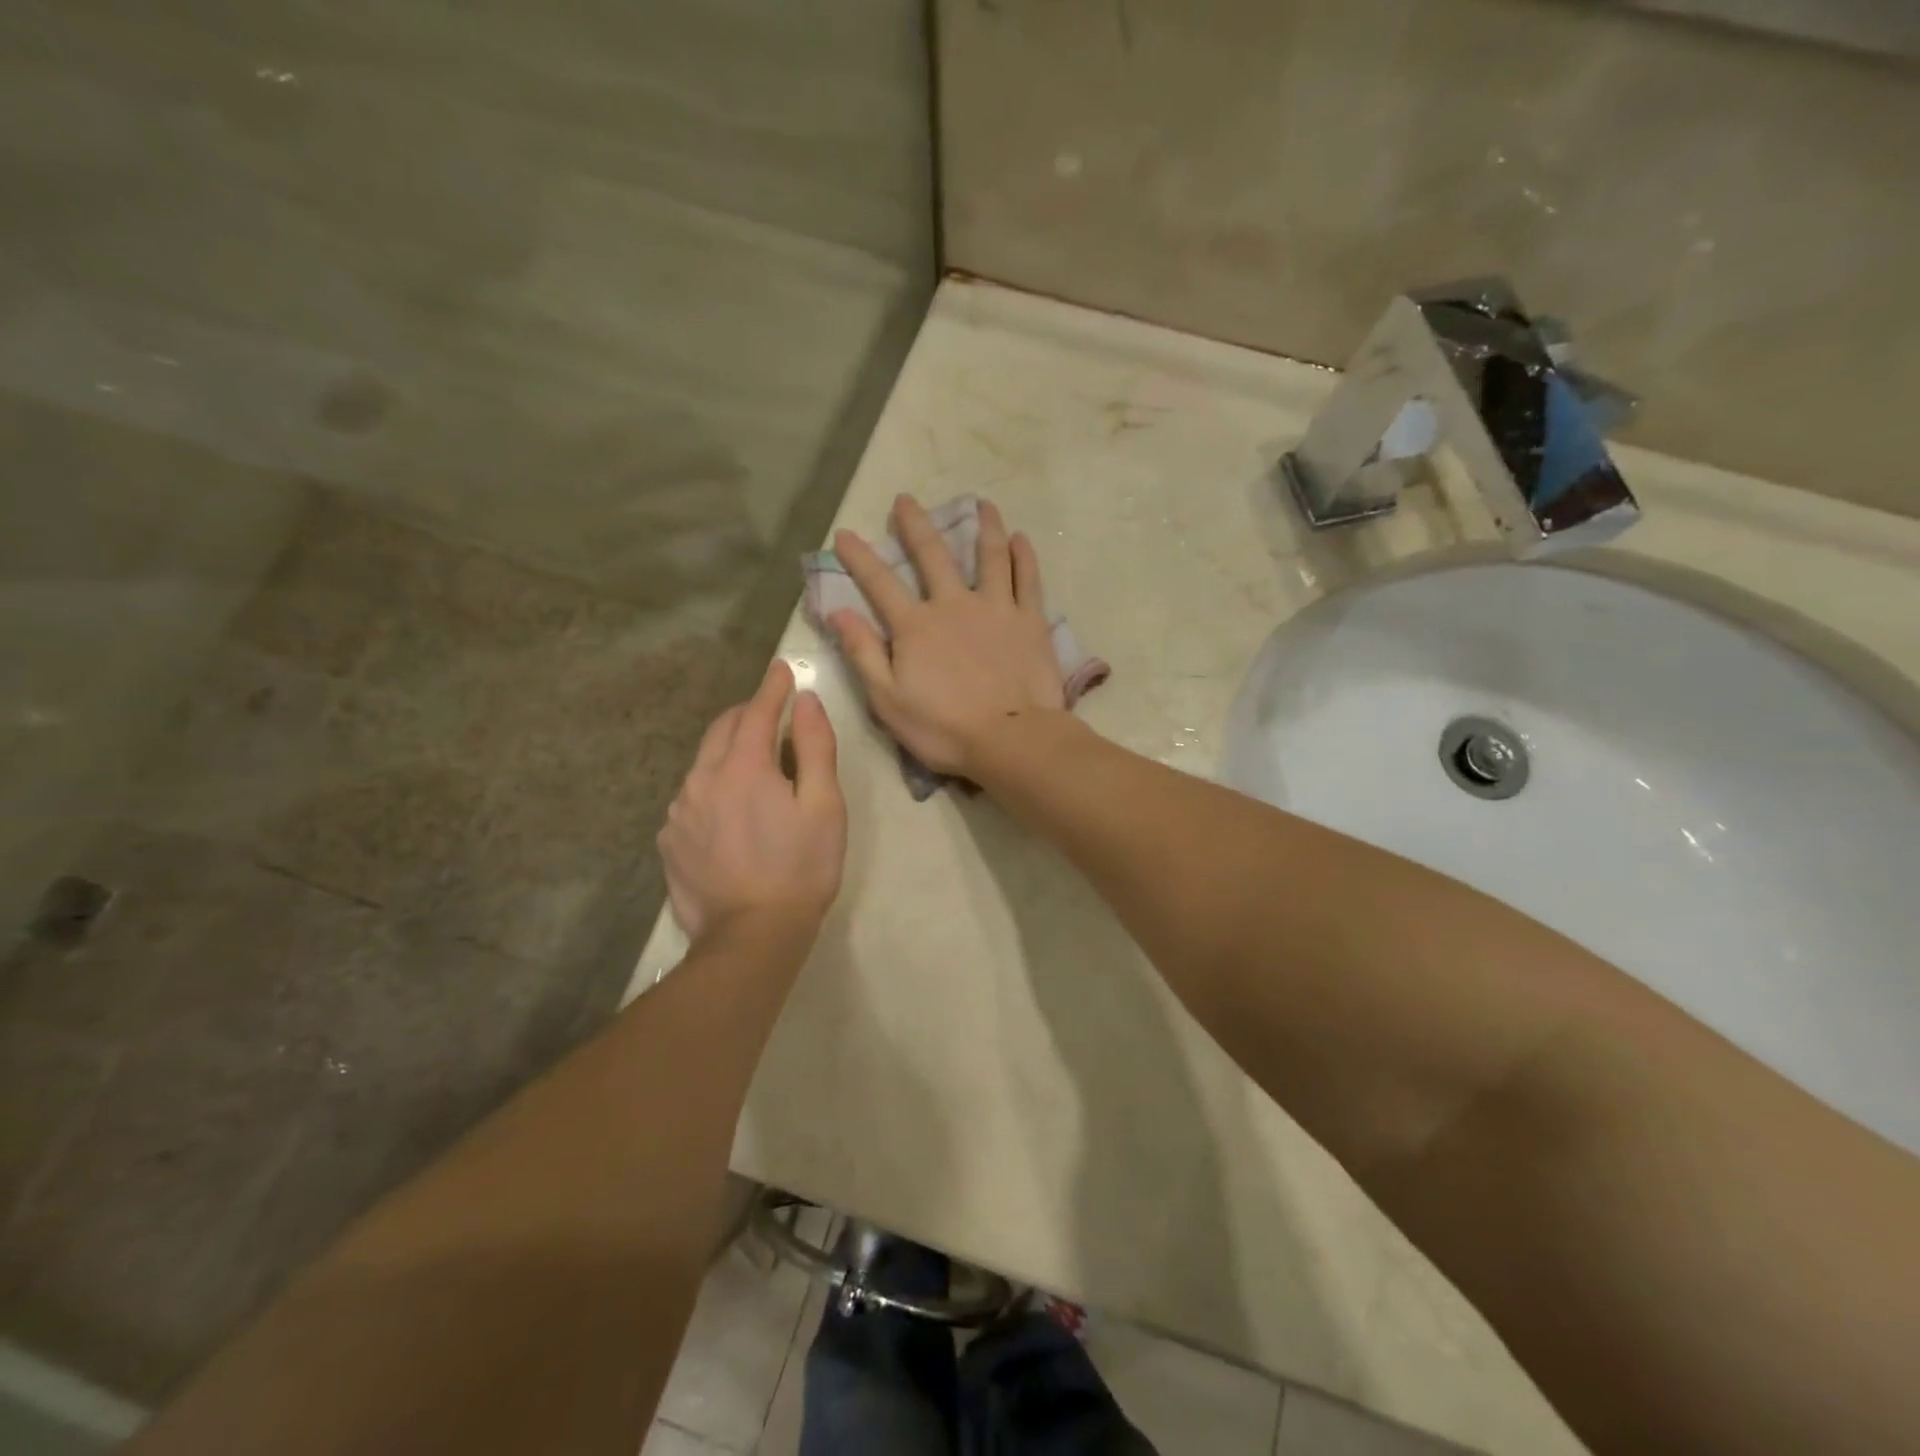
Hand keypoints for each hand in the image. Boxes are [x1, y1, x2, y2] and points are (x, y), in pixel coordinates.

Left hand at [659, 659, 845, 943]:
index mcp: (743, 767)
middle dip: (746, 714)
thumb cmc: (801, 868)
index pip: (756, 712)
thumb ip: (814, 747)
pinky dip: (711, 788)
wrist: (752, 936)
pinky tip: (727, 810)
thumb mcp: (824, 805)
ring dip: (726, 752)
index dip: (772, 688)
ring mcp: (679, 813)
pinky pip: (691, 799)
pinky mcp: (670, 843)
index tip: (781, 669)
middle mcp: (702, 780)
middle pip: (721, 730)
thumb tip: (805, 702)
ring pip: (702, 765)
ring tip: (751, 764)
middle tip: (768, 711)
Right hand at [830, 496, 1064, 777]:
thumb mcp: (888, 700)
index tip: (845, 534)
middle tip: (907, 499)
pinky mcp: (1030, 620)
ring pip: (990, 555)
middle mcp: (954, 604)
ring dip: (984, 526)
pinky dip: (1023, 556)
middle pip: (933, 555)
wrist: (1012, 739)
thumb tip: (838, 612)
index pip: (880, 583)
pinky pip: (1027, 579)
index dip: (859, 557)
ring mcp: (996, 608)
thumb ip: (863, 653)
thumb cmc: (944, 728)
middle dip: (915, 525)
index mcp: (916, 626)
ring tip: (982, 504)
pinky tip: (1021, 539)